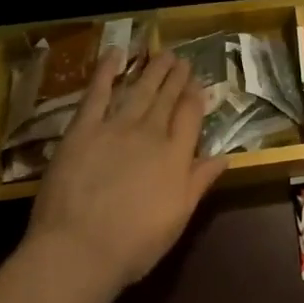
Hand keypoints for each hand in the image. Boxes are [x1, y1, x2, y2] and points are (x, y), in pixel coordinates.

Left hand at [26, 49, 225, 295]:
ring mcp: (116, 127)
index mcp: (176, 156)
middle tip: (182, 60)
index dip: (195, 96)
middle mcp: (151, 133)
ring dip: (152, 70)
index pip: (191, 116)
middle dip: (176, 77)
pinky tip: (115, 53)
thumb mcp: (178, 218)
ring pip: (140, 90)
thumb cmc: (134, 244)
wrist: (79, 249)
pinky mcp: (83, 128)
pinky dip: (107, 70)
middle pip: (167, 98)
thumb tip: (224, 156)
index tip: (198, 82)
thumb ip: (200, 182)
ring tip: (163, 53)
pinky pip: (98, 92)